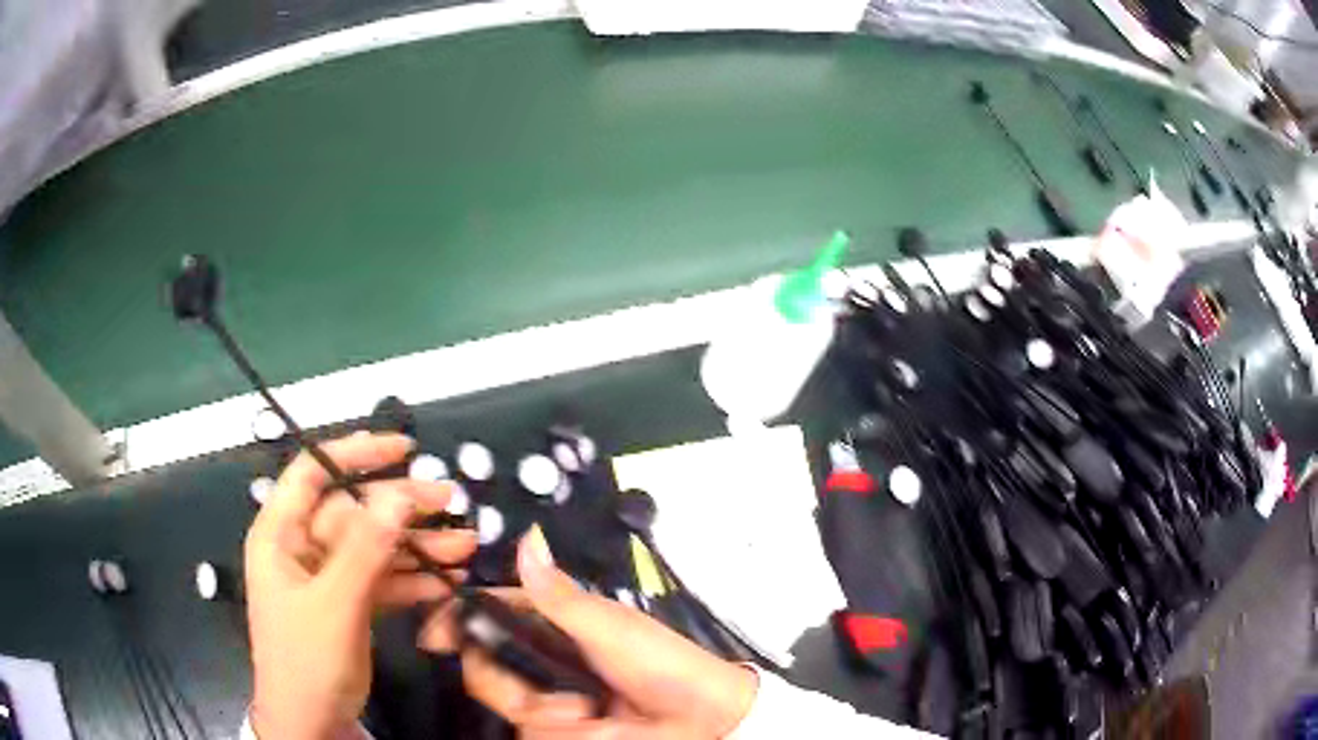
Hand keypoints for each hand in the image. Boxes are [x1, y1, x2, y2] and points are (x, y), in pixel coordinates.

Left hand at [244, 432, 477, 739]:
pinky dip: (415, 582)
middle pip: (355, 513)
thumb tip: (399, 494)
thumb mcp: (335, 605)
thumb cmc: (306, 660)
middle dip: (403, 509)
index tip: (403, 449)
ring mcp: (328, 579)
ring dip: (419, 549)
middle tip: (452, 501)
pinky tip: (449, 582)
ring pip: (375, 549)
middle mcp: (303, 549)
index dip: (354, 453)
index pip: (312, 474)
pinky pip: (384, 582)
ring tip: (466, 546)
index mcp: (281, 535)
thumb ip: (365, 550)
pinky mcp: (349, 605)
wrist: (310, 724)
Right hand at [420, 526, 758, 738]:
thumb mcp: (610, 628)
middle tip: (564, 701)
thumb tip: (526, 538)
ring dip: (548, 716)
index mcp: (553, 624)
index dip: (457, 622)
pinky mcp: (558, 728)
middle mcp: (543, 659)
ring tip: (590, 715)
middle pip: (486, 669)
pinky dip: (560, 734)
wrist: (700, 720)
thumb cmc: (661, 664)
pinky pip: (532, 733)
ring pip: (508, 706)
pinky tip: (593, 729)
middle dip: (514, 690)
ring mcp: (549, 697)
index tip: (432, 637)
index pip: (490, 615)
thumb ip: (559, 596)